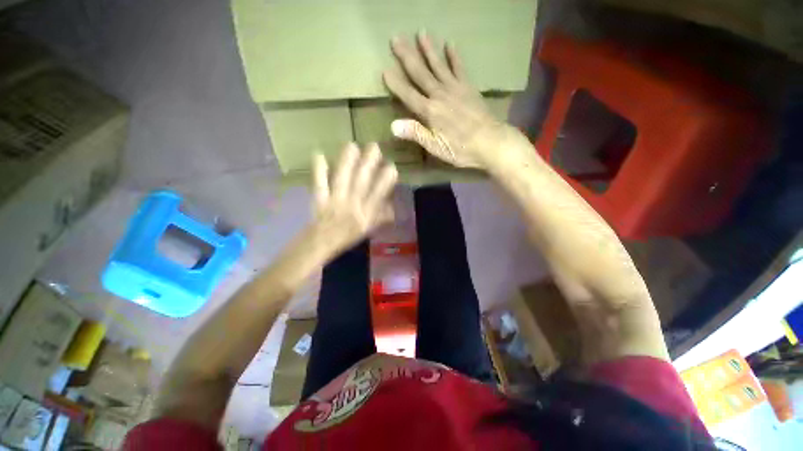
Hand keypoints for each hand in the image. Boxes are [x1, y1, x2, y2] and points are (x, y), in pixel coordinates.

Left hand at [310, 143, 397, 254]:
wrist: (323, 243)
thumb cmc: (348, 236)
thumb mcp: (369, 229)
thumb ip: (381, 217)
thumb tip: (393, 207)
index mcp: (366, 214)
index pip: (378, 194)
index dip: (386, 180)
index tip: (392, 166)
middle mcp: (352, 205)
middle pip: (361, 182)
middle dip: (369, 163)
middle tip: (374, 147)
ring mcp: (335, 201)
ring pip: (342, 179)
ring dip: (347, 162)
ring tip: (353, 145)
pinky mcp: (320, 199)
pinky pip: (319, 184)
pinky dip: (318, 170)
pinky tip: (319, 154)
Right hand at [382, 32, 521, 168]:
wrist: (490, 142)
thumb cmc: (461, 149)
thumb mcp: (435, 147)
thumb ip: (416, 134)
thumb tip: (393, 125)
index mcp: (430, 112)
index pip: (408, 95)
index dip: (396, 84)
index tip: (384, 70)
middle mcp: (440, 95)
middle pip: (420, 73)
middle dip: (407, 56)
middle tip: (396, 38)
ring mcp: (455, 89)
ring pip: (438, 65)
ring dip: (429, 49)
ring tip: (421, 32)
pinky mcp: (468, 87)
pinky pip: (459, 68)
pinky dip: (454, 56)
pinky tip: (450, 44)